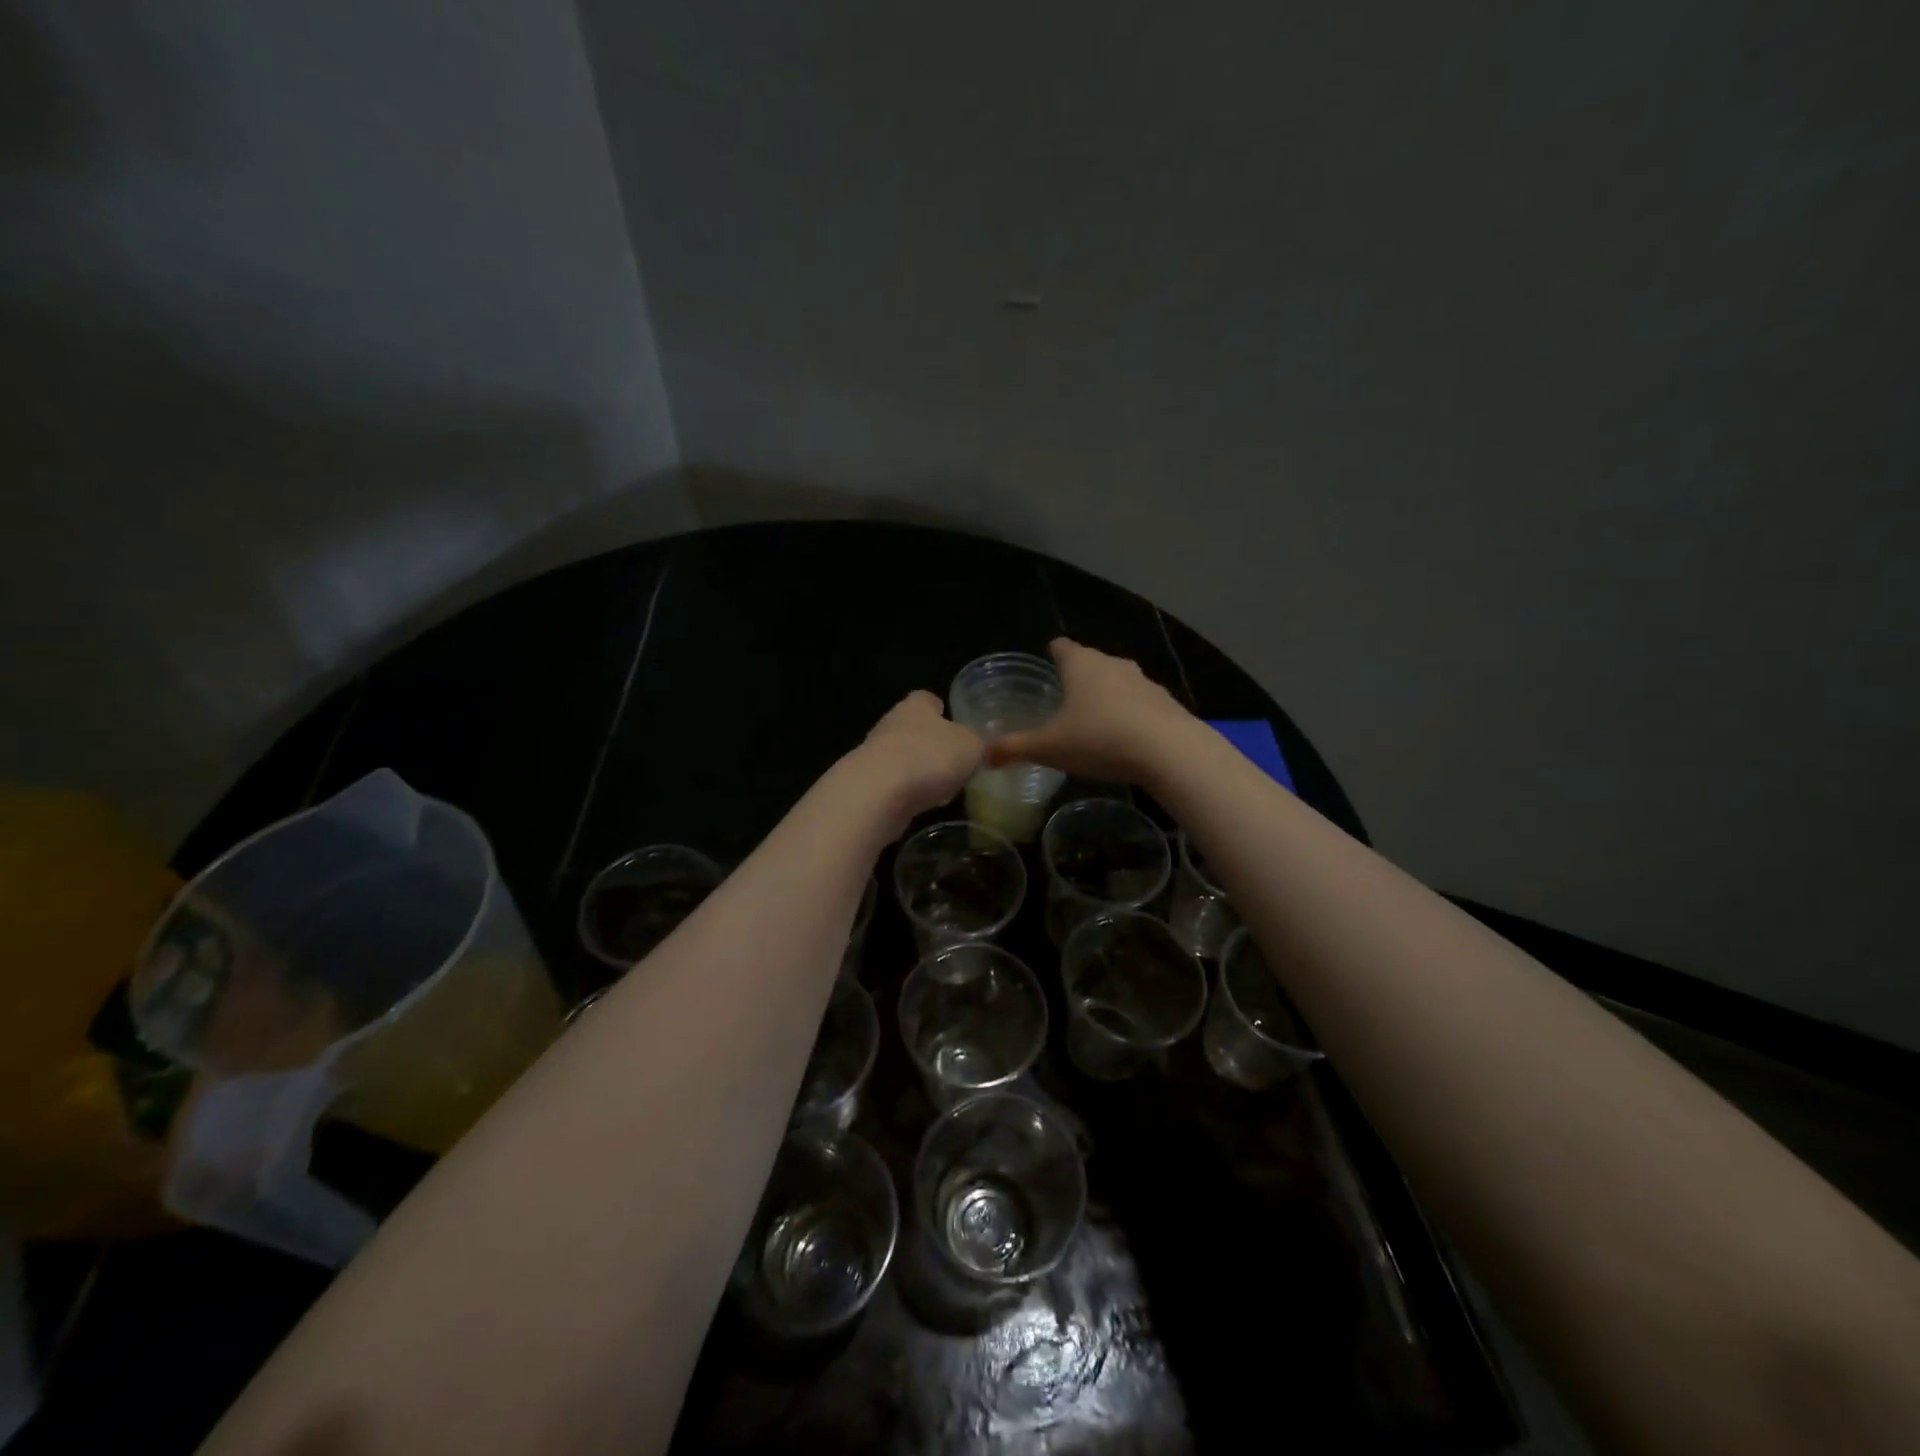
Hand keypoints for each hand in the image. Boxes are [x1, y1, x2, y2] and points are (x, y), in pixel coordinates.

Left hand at [851, 691, 984, 833]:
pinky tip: (924, 806)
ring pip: (903, 757)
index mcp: (916, 706)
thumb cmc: (929, 758)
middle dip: (932, 741)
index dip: (941, 707)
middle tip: (956, 758)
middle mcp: (891, 724)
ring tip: (944, 786)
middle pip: (914, 728)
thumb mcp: (972, 748)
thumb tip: (986, 747)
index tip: (953, 719)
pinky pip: (895, 785)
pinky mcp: (867, 786)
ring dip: (920, 769)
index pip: (927, 698)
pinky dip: (909, 793)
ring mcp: (875, 755)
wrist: (876, 794)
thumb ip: (981, 745)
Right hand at [981, 638, 1197, 785]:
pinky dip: (1129, 712)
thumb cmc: (1100, 739)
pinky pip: (1139, 701)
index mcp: (1081, 665)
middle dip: (1077, 675)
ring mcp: (1143, 681)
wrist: (1170, 751)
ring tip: (1093, 718)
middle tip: (1062, 696)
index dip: (1052, 652)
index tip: (1047, 659)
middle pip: (1090, 661)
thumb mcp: (1049, 748)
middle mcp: (1112, 664)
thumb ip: (1014, 748)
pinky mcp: (1165, 702)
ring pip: (1117, 680)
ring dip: (1105, 694)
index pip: (1061, 646)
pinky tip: (1125, 736)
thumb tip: (982, 755)